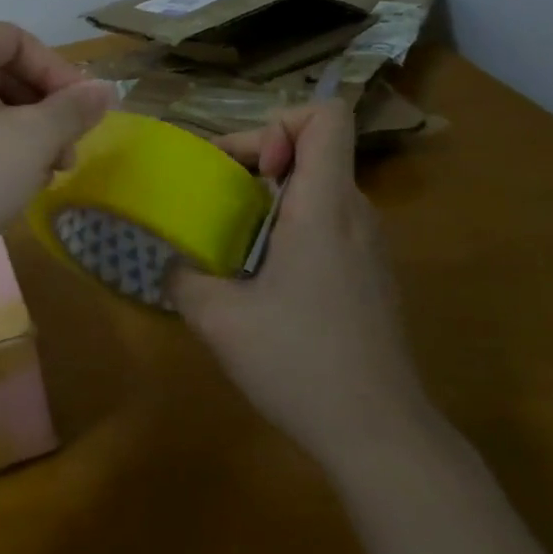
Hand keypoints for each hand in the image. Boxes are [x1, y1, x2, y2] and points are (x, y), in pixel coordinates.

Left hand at [0, 19, 116, 283]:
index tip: (88, 116)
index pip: (19, 41)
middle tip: (66, 156)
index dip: (61, 76)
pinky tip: (4, 185)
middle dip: (42, 112)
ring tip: (41, 177)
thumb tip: (103, 90)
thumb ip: (73, 109)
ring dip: (19, 134)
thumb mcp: (30, 141)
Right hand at [166, 100, 430, 457]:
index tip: (246, 166)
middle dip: (261, 157)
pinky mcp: (371, 276)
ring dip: (274, 194)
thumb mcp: (219, 320)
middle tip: (217, 195)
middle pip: (316, 148)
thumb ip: (183, 278)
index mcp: (324, 208)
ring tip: (232, 233)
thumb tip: (171, 264)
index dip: (280, 122)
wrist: (382, 436)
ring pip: (321, 187)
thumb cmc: (300, 364)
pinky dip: (292, 226)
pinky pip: (330, 223)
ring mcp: (370, 247)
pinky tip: (264, 276)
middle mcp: (355, 214)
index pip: (327, 117)